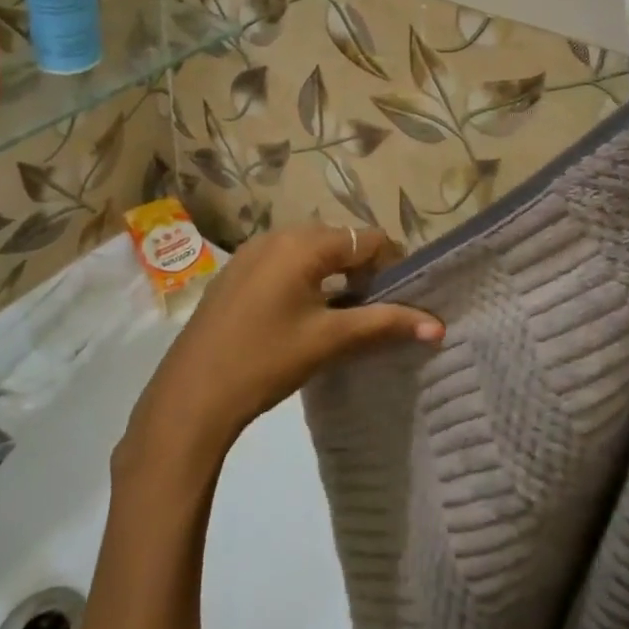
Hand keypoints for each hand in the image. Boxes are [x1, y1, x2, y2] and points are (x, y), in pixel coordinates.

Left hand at [120, 224, 442, 474]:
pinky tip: (302, 318)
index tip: (401, 300)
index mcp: (304, 243)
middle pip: (340, 241)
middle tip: (374, 312)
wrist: (191, 394)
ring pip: (311, 253)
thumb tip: (438, 325)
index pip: (368, 239)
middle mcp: (278, 235)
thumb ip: (385, 325)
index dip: (393, 266)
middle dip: (364, 271)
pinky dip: (305, 280)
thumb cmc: (266, 359)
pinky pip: (284, 263)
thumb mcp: (330, 340)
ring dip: (334, 276)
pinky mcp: (236, 272)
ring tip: (343, 318)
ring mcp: (252, 252)